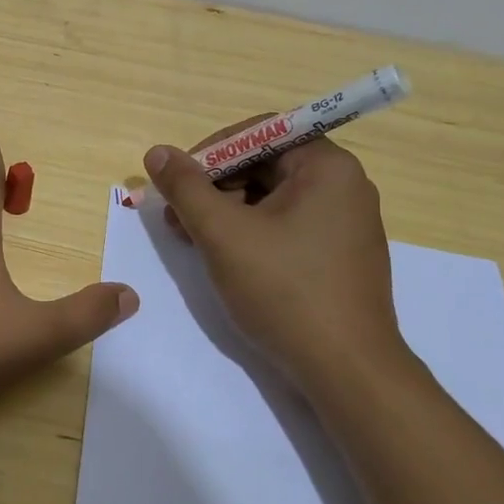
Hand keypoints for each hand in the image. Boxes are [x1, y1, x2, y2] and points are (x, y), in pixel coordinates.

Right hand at [141, 124, 407, 386]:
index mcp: (328, 166)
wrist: (346, 370)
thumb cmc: (284, 290)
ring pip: (272, 198)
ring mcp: (345, 223)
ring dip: (226, 211)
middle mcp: (344, 186)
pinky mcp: (339, 255)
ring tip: (191, 239)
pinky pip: (287, 225)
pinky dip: (251, 232)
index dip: (211, 152)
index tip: (178, 181)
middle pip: (264, 164)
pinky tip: (224, 257)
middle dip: (214, 186)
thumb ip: (186, 188)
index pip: (260, 133)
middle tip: (177, 216)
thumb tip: (157, 152)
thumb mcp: (223, 233)